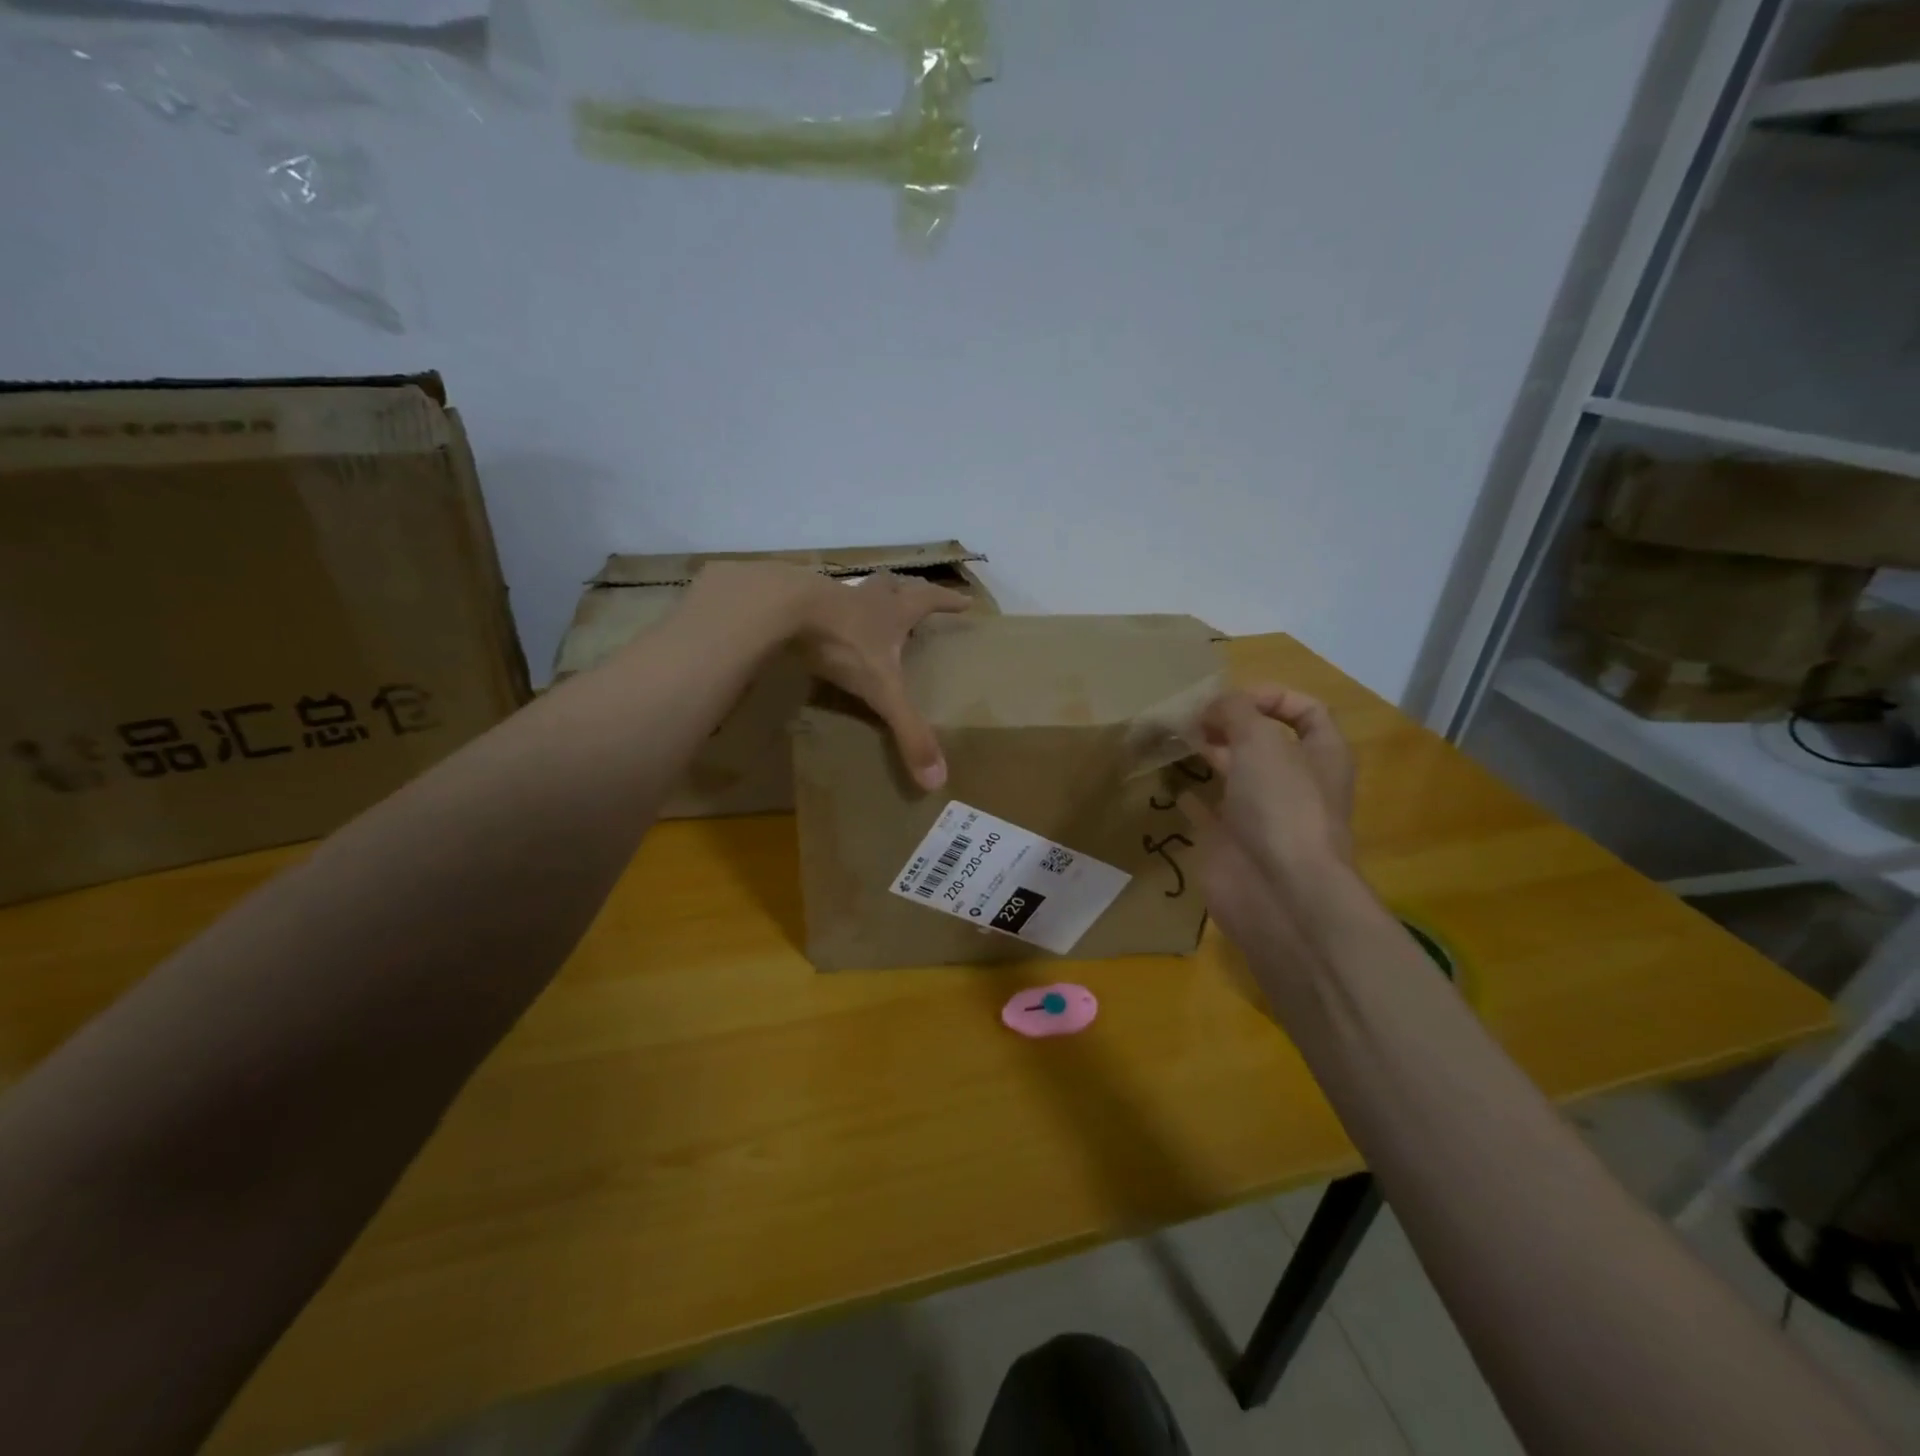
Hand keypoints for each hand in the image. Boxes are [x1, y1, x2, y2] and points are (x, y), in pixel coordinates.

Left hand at [792, 569, 970, 788]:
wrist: (782, 609)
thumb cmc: (843, 643)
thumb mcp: (881, 690)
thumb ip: (908, 729)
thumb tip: (937, 779)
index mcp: (893, 611)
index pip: (929, 600)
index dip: (948, 602)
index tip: (966, 602)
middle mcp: (866, 598)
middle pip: (893, 585)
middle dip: (906, 590)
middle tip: (914, 594)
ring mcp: (830, 596)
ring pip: (855, 591)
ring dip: (866, 598)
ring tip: (868, 609)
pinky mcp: (797, 601)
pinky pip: (817, 605)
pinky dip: (826, 613)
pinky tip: (820, 626)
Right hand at [1179, 686, 1356, 958]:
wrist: (1278, 891)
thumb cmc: (1281, 806)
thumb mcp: (1260, 741)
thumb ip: (1235, 711)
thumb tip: (1212, 707)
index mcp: (1321, 755)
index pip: (1306, 712)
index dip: (1272, 697)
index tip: (1231, 700)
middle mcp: (1294, 782)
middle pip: (1263, 742)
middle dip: (1229, 724)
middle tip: (1190, 717)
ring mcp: (1262, 814)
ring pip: (1234, 774)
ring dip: (1207, 754)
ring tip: (1173, 739)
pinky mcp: (1232, 841)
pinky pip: (1208, 810)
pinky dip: (1189, 796)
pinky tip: (1168, 782)